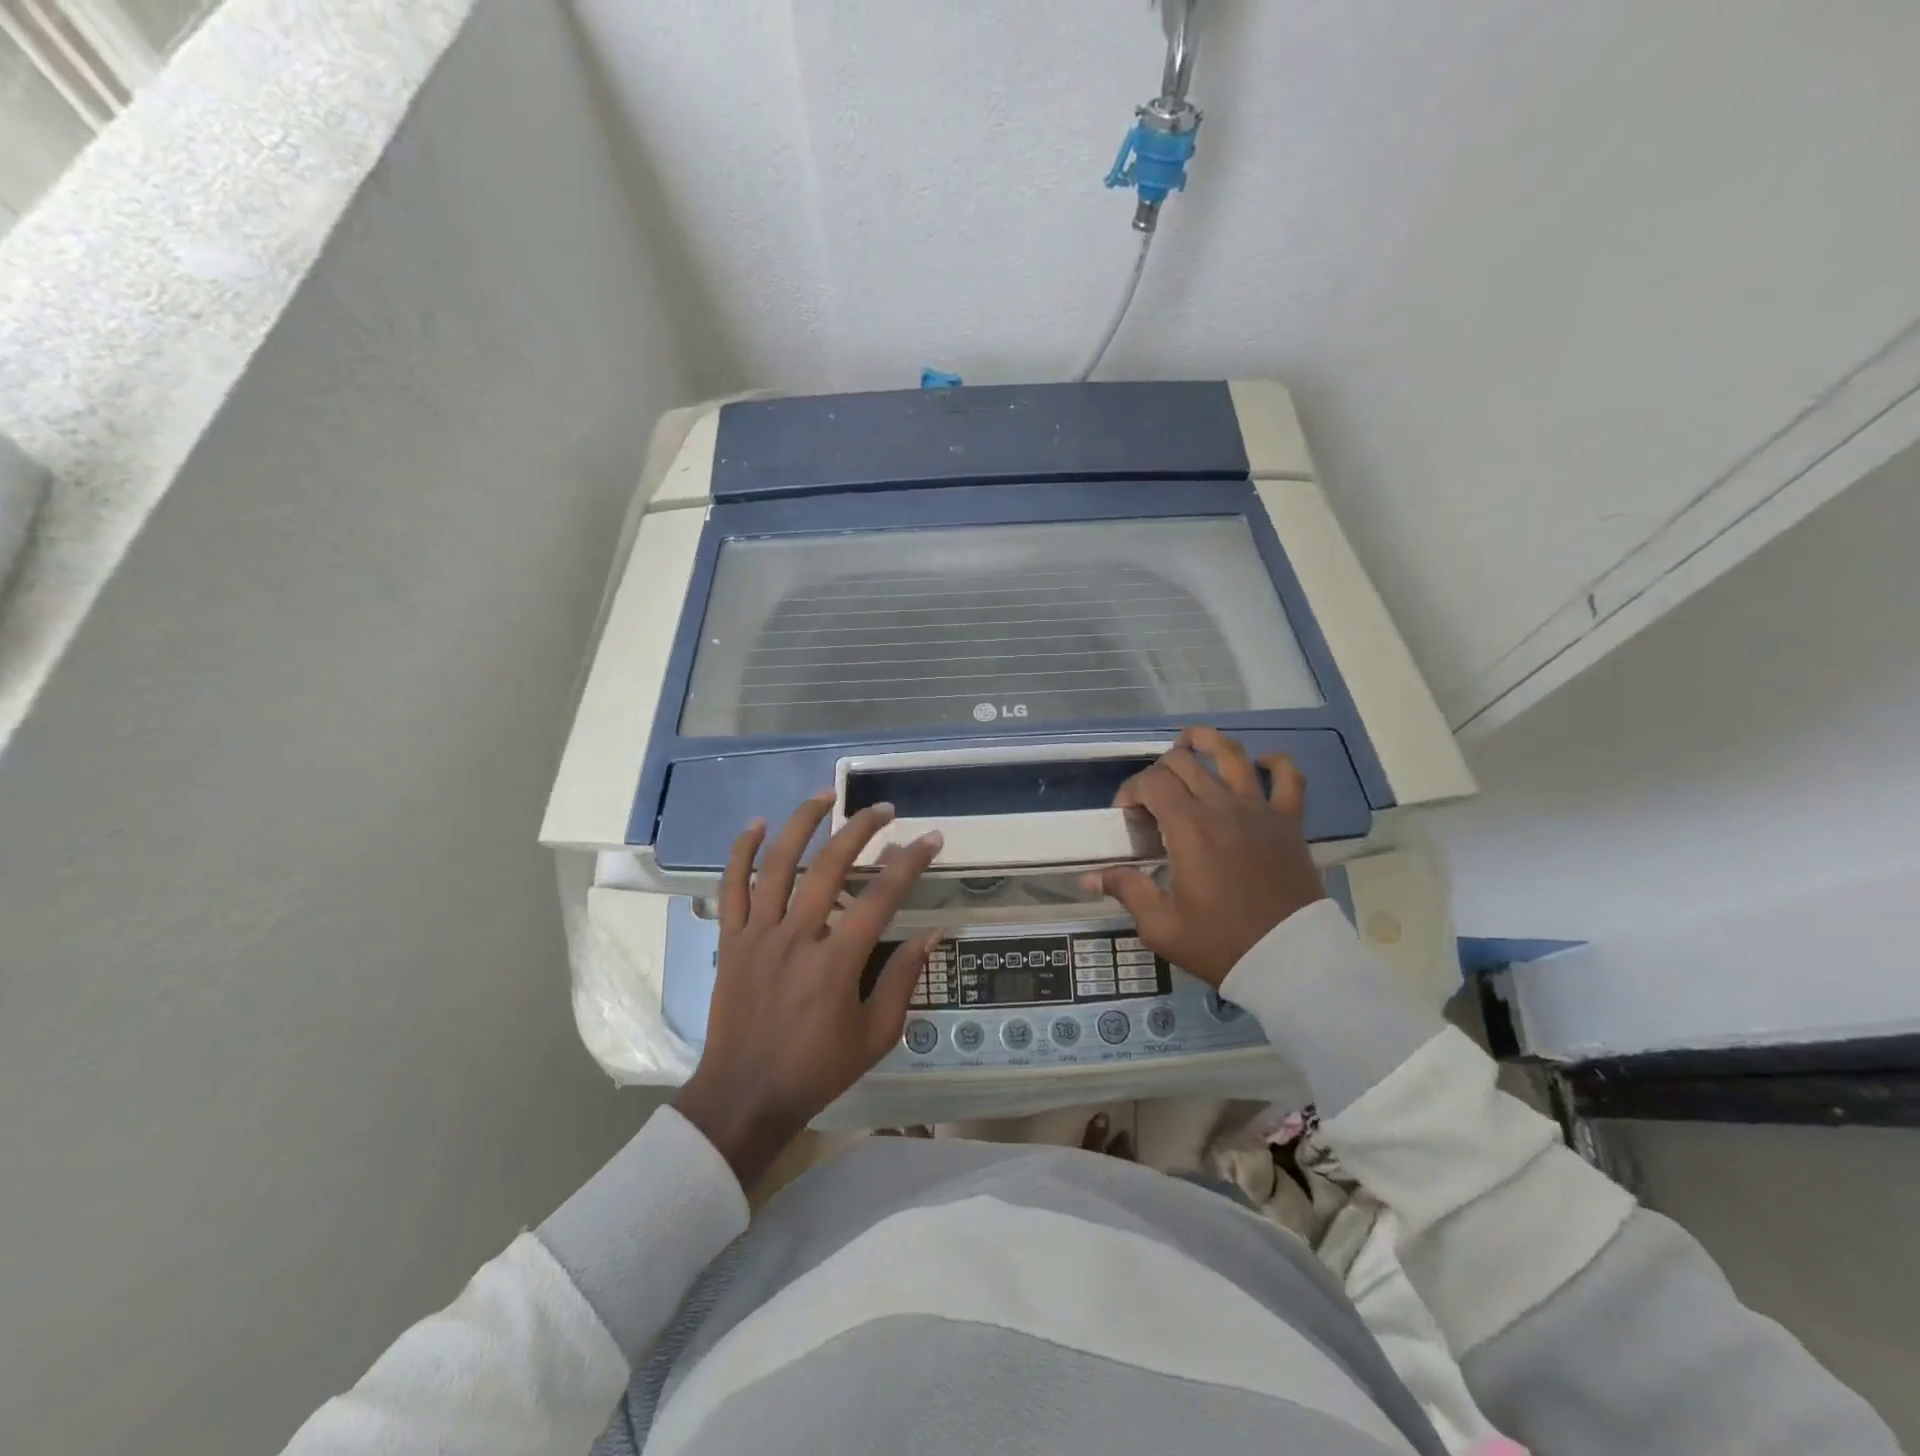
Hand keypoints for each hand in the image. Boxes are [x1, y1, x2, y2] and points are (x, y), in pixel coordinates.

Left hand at [673, 793, 943, 1187]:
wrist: (744, 1097)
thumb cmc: (817, 1070)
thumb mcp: (875, 1036)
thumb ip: (903, 980)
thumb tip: (932, 934)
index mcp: (836, 962)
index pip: (881, 897)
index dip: (909, 862)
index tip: (931, 838)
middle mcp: (796, 937)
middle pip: (829, 866)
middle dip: (860, 829)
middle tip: (884, 809)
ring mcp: (758, 935)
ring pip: (778, 865)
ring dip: (802, 823)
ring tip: (825, 795)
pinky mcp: (731, 941)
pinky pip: (732, 888)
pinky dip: (742, 852)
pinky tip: (758, 825)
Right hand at [1082, 726, 1325, 985]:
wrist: (1290, 962)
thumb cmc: (1220, 943)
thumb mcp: (1161, 925)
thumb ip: (1126, 889)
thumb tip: (1089, 878)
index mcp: (1189, 827)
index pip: (1152, 782)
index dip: (1131, 790)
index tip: (1125, 816)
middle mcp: (1222, 807)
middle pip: (1184, 763)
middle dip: (1158, 771)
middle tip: (1152, 798)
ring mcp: (1260, 810)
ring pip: (1232, 755)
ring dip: (1207, 742)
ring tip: (1191, 742)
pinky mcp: (1289, 823)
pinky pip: (1289, 778)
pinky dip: (1275, 764)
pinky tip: (1261, 765)